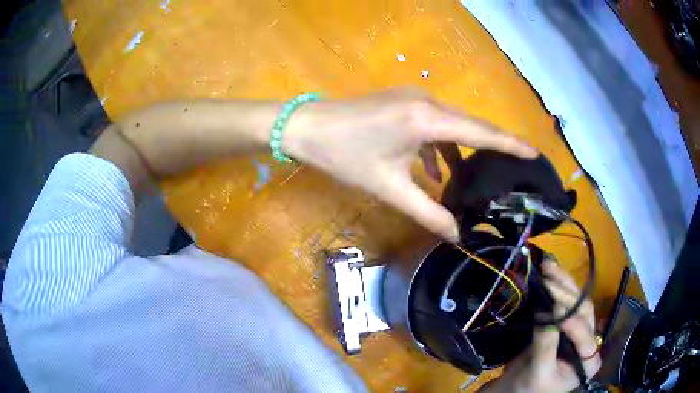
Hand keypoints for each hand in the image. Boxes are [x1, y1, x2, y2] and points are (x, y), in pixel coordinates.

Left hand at [284, 88, 536, 241]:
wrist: (308, 128)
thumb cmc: (345, 156)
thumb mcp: (390, 188)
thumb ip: (428, 213)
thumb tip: (457, 235)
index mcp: (427, 119)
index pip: (481, 133)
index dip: (510, 144)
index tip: (535, 153)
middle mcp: (427, 102)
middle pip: (471, 127)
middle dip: (492, 148)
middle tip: (513, 170)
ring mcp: (415, 100)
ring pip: (452, 127)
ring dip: (463, 151)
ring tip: (476, 180)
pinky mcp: (404, 104)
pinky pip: (434, 126)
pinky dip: (441, 148)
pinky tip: (437, 172)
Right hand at [480, 260, 601, 392]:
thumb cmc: (527, 390)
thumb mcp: (538, 372)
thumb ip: (546, 345)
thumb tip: (546, 311)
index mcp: (589, 361)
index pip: (584, 335)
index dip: (570, 321)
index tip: (553, 306)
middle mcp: (588, 342)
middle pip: (583, 312)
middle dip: (566, 292)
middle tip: (548, 275)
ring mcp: (577, 332)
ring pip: (576, 303)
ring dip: (562, 283)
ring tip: (547, 266)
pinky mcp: (564, 325)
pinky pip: (563, 304)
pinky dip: (556, 289)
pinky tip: (548, 275)